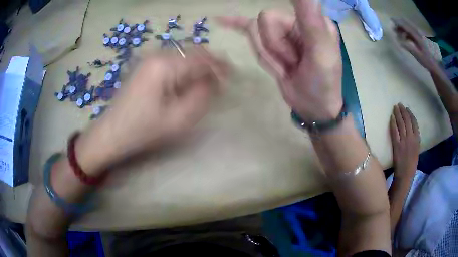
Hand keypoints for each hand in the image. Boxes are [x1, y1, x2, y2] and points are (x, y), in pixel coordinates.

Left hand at [76, 49, 228, 174]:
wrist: (112, 132)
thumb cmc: (143, 129)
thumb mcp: (177, 119)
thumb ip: (201, 97)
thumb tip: (215, 81)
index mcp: (165, 66)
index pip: (201, 59)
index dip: (220, 68)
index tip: (232, 79)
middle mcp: (157, 54)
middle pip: (193, 51)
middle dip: (210, 64)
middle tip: (221, 80)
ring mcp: (149, 58)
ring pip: (183, 54)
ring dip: (198, 65)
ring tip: (207, 82)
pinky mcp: (145, 65)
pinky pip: (172, 60)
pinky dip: (185, 67)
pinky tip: (187, 81)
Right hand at [217, 0, 342, 120]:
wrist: (313, 107)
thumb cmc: (322, 82)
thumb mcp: (321, 52)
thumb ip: (311, 20)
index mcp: (311, 18)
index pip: (273, 16)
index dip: (276, 39)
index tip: (283, 55)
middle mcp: (296, 21)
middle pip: (263, 23)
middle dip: (274, 48)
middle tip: (293, 63)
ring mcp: (282, 31)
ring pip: (255, 34)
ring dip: (268, 56)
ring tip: (288, 67)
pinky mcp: (272, 43)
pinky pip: (249, 29)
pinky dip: (235, 24)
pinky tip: (221, 20)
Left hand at [390, 103, 419, 178]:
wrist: (405, 174)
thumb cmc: (411, 164)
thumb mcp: (416, 150)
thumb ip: (414, 140)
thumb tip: (411, 130)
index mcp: (417, 139)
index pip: (414, 122)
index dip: (410, 114)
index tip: (407, 109)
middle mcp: (411, 138)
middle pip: (406, 121)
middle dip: (403, 111)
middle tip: (399, 104)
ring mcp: (403, 141)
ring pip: (400, 124)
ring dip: (397, 114)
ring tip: (395, 107)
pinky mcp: (396, 145)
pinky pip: (394, 131)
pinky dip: (393, 123)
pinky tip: (391, 117)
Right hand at [393, 18, 437, 71]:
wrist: (436, 67)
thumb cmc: (427, 62)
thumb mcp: (418, 56)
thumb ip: (409, 48)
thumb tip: (399, 41)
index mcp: (417, 36)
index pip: (406, 26)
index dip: (399, 22)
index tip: (391, 19)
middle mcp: (418, 33)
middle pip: (408, 25)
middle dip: (400, 24)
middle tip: (394, 27)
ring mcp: (420, 36)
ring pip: (410, 28)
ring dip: (404, 28)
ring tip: (398, 32)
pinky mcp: (422, 39)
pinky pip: (413, 32)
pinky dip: (407, 32)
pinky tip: (405, 37)